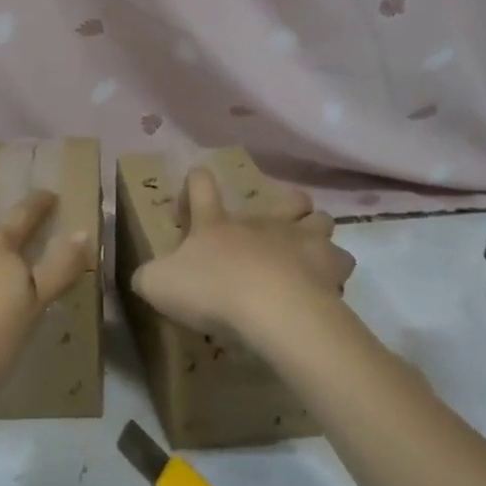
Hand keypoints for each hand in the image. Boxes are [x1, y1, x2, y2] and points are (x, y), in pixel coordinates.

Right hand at [130, 167, 353, 335]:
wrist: (271, 310)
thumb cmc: (212, 290)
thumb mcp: (158, 284)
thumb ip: (148, 276)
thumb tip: (144, 276)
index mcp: (217, 225)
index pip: (202, 189)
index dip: (197, 181)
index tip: (197, 175)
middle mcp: (263, 225)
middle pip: (287, 199)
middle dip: (287, 204)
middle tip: (280, 221)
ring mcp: (301, 242)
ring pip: (322, 222)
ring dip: (316, 233)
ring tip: (308, 254)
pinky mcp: (329, 270)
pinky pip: (341, 265)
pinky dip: (334, 274)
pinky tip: (324, 288)